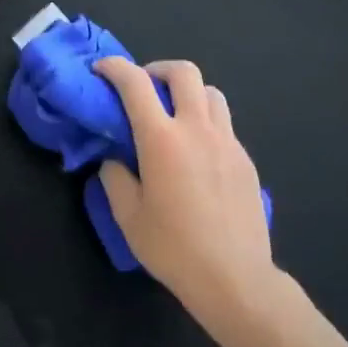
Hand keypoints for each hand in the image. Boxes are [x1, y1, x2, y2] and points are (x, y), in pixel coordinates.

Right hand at [96, 58, 275, 328]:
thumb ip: (115, 178)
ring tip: (174, 116)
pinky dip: (206, 122)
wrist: (235, 278)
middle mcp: (197, 129)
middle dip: (158, 69)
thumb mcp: (128, 216)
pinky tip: (196, 153)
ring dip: (188, 93)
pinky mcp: (245, 160)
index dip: (115, 68)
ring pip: (211, 93)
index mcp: (162, 139)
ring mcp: (227, 142)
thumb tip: (114, 159)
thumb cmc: (174, 248)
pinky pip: (224, 124)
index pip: (135, 84)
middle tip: (144, 88)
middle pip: (184, 73)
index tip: (102, 69)